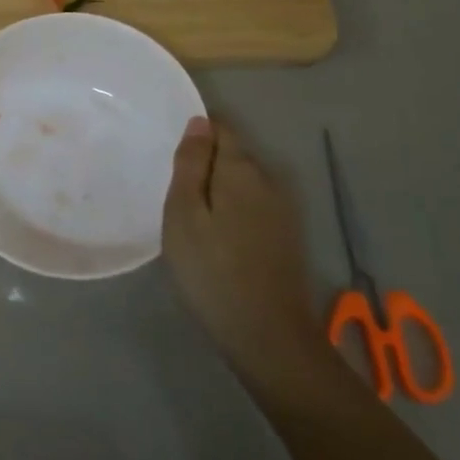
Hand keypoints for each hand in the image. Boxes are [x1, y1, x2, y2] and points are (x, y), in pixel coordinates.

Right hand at [162, 118, 331, 399]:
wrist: (268, 337)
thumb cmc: (213, 271)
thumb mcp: (184, 214)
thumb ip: (191, 164)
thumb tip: (199, 122)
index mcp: (242, 169)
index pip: (221, 128)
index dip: (196, 133)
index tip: (172, 155)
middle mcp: (269, 180)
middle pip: (233, 156)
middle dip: (206, 164)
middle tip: (174, 192)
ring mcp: (283, 210)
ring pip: (244, 184)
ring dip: (220, 191)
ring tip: (192, 217)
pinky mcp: (287, 237)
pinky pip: (253, 208)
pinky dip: (234, 213)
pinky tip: (218, 239)